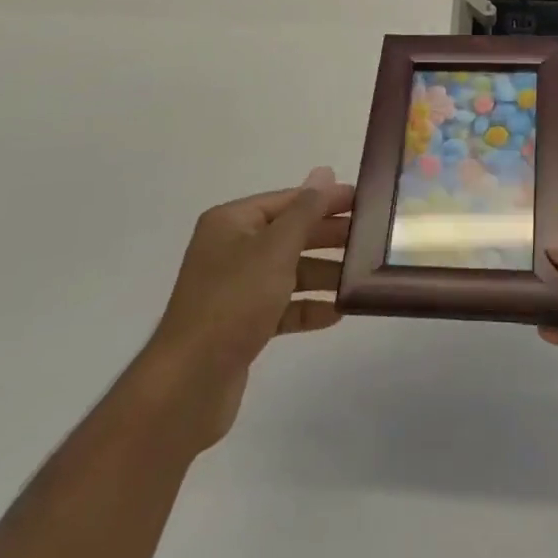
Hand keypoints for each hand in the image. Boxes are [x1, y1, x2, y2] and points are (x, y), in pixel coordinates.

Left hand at [147, 166, 353, 449]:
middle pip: (289, 234)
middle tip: (369, 240)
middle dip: (327, 237)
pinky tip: (336, 313)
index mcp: (232, 222)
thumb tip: (324, 172)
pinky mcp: (241, 325)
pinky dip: (307, 308)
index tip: (364, 203)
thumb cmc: (234, 302)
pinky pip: (281, 306)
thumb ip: (305, 211)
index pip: (288, 200)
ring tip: (359, 278)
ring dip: (322, 274)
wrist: (188, 385)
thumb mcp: (275, 248)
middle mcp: (231, 249)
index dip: (325, 200)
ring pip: (288, 271)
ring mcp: (235, 289)